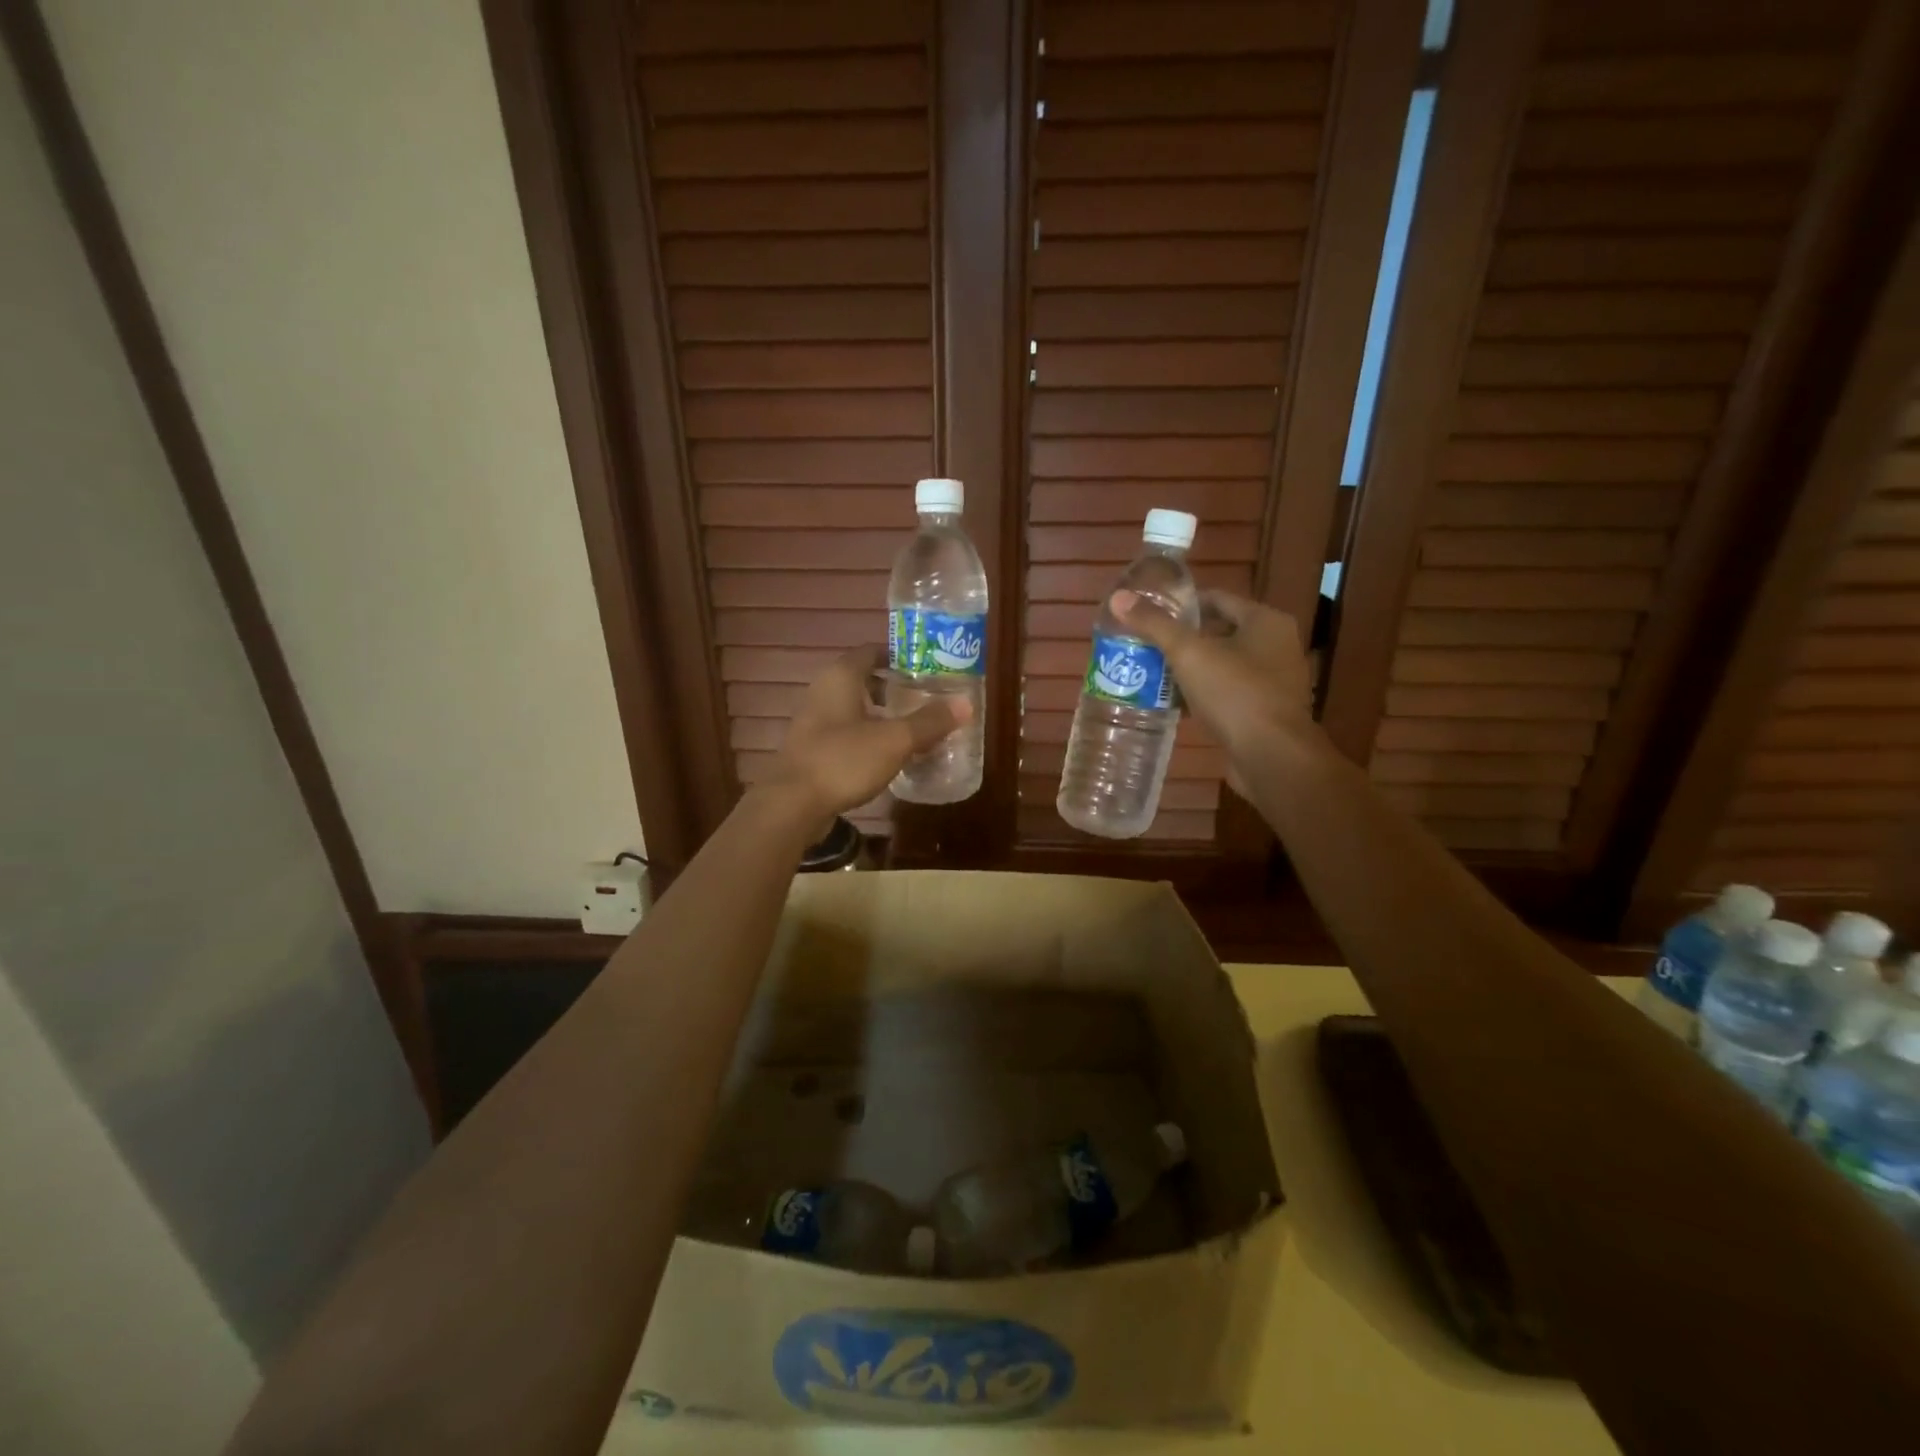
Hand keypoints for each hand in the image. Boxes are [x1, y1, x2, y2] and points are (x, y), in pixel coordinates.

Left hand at [763, 645, 970, 822]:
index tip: (927, 667)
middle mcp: (823, 691)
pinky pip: (847, 732)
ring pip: (855, 708)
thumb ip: (929, 721)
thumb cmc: (843, 760)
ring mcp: (814, 721)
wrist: (792, 804)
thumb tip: (965, 704)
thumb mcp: (894, 740)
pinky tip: (889, 755)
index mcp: (841, 677)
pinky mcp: (812, 749)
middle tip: (927, 698)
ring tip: (914, 728)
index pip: (872, 651)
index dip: (899, 656)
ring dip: (882, 715)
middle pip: (864, 680)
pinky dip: (869, 736)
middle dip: (895, 688)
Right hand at [1111, 590, 1314, 793]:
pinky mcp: (1265, 713)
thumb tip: (1118, 598)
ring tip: (1153, 674)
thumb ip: (1154, 625)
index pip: (1218, 599)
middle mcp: (1277, 646)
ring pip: (1222, 666)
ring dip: (1190, 669)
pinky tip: (1175, 704)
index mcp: (1266, 622)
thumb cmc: (1235, 693)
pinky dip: (1203, 695)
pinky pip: (1228, 694)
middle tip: (1145, 645)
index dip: (1182, 604)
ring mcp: (1274, 682)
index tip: (1149, 614)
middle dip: (1182, 639)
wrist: (1271, 757)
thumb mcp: (1188, 653)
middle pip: (1219, 632)